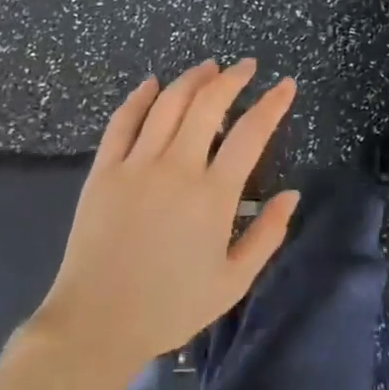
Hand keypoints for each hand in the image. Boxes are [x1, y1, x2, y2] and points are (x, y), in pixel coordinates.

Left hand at [26, 59, 298, 386]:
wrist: (97, 322)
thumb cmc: (171, 306)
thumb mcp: (233, 281)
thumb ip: (267, 235)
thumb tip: (292, 194)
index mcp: (213, 195)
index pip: (251, 133)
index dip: (272, 104)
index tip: (286, 85)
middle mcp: (176, 168)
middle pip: (208, 104)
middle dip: (232, 78)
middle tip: (246, 67)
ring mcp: (136, 165)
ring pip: (167, 104)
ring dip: (191, 80)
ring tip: (208, 67)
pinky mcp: (103, 171)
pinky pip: (122, 122)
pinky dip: (139, 98)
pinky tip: (151, 84)